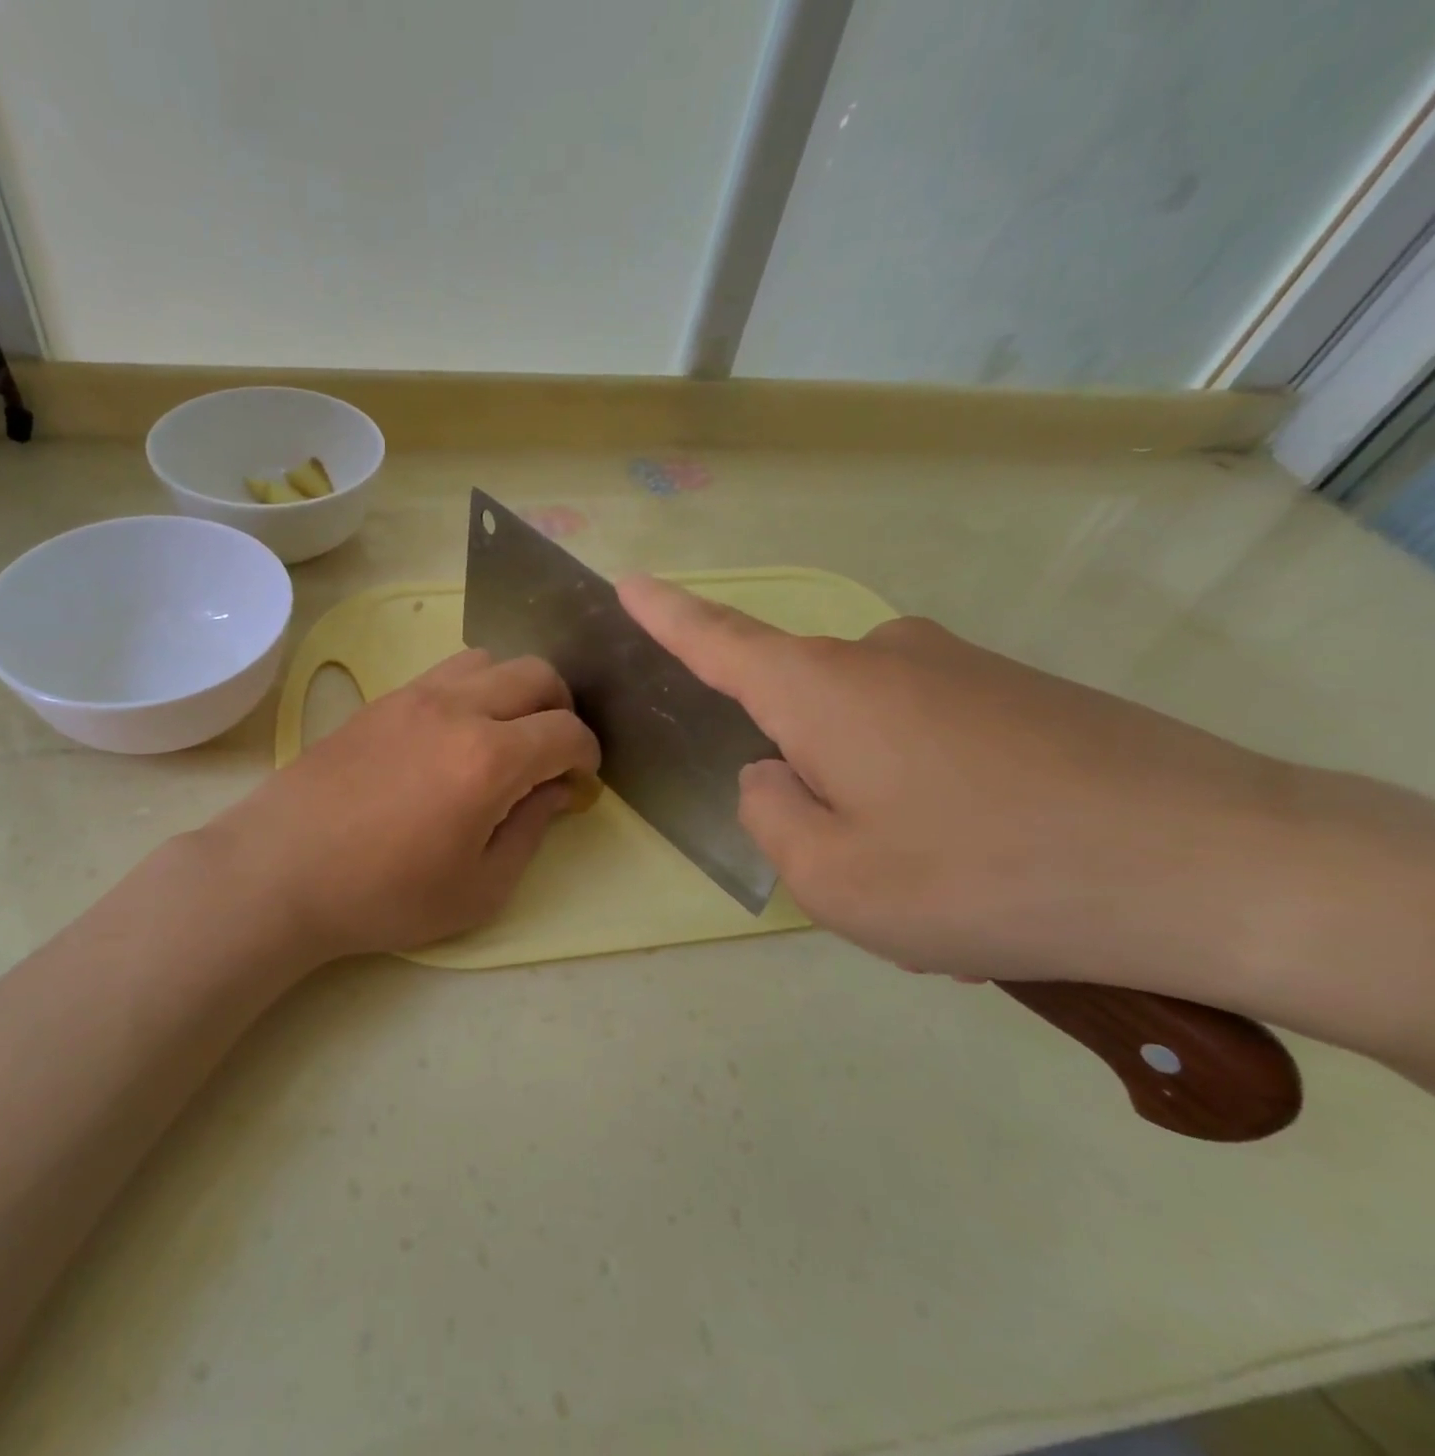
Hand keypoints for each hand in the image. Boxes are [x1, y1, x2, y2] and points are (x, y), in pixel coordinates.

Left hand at [205, 650, 599, 962]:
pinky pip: (445, 671)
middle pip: (537, 674)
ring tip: (505, 735)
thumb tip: (555, 791)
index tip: (580, 780)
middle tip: (551, 752)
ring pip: (489, 660)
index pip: (566, 731)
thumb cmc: (384, 894)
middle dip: (561, 708)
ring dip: (514, 690)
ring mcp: (415, 696)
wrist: (282, 869)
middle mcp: (458, 709)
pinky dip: (472, 689)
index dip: (587, 755)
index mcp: (489, 758)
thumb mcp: (478, 889)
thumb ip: (530, 831)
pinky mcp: (382, 700)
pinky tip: (455, 733)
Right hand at [618, 574, 1307, 989]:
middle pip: (801, 716)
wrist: (1222, 866)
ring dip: (882, 809)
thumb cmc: (986, 873)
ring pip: (872, 742)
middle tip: (871, 872)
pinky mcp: (1020, 692)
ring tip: (949, 885)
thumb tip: (775, 773)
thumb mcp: (833, 877)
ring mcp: (957, 668)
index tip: (629, 583)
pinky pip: (937, 747)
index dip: (667, 616)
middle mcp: (880, 658)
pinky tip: (1000, 864)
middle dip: (812, 787)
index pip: (718, 643)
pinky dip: (941, 806)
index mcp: (819, 692)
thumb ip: (769, 817)